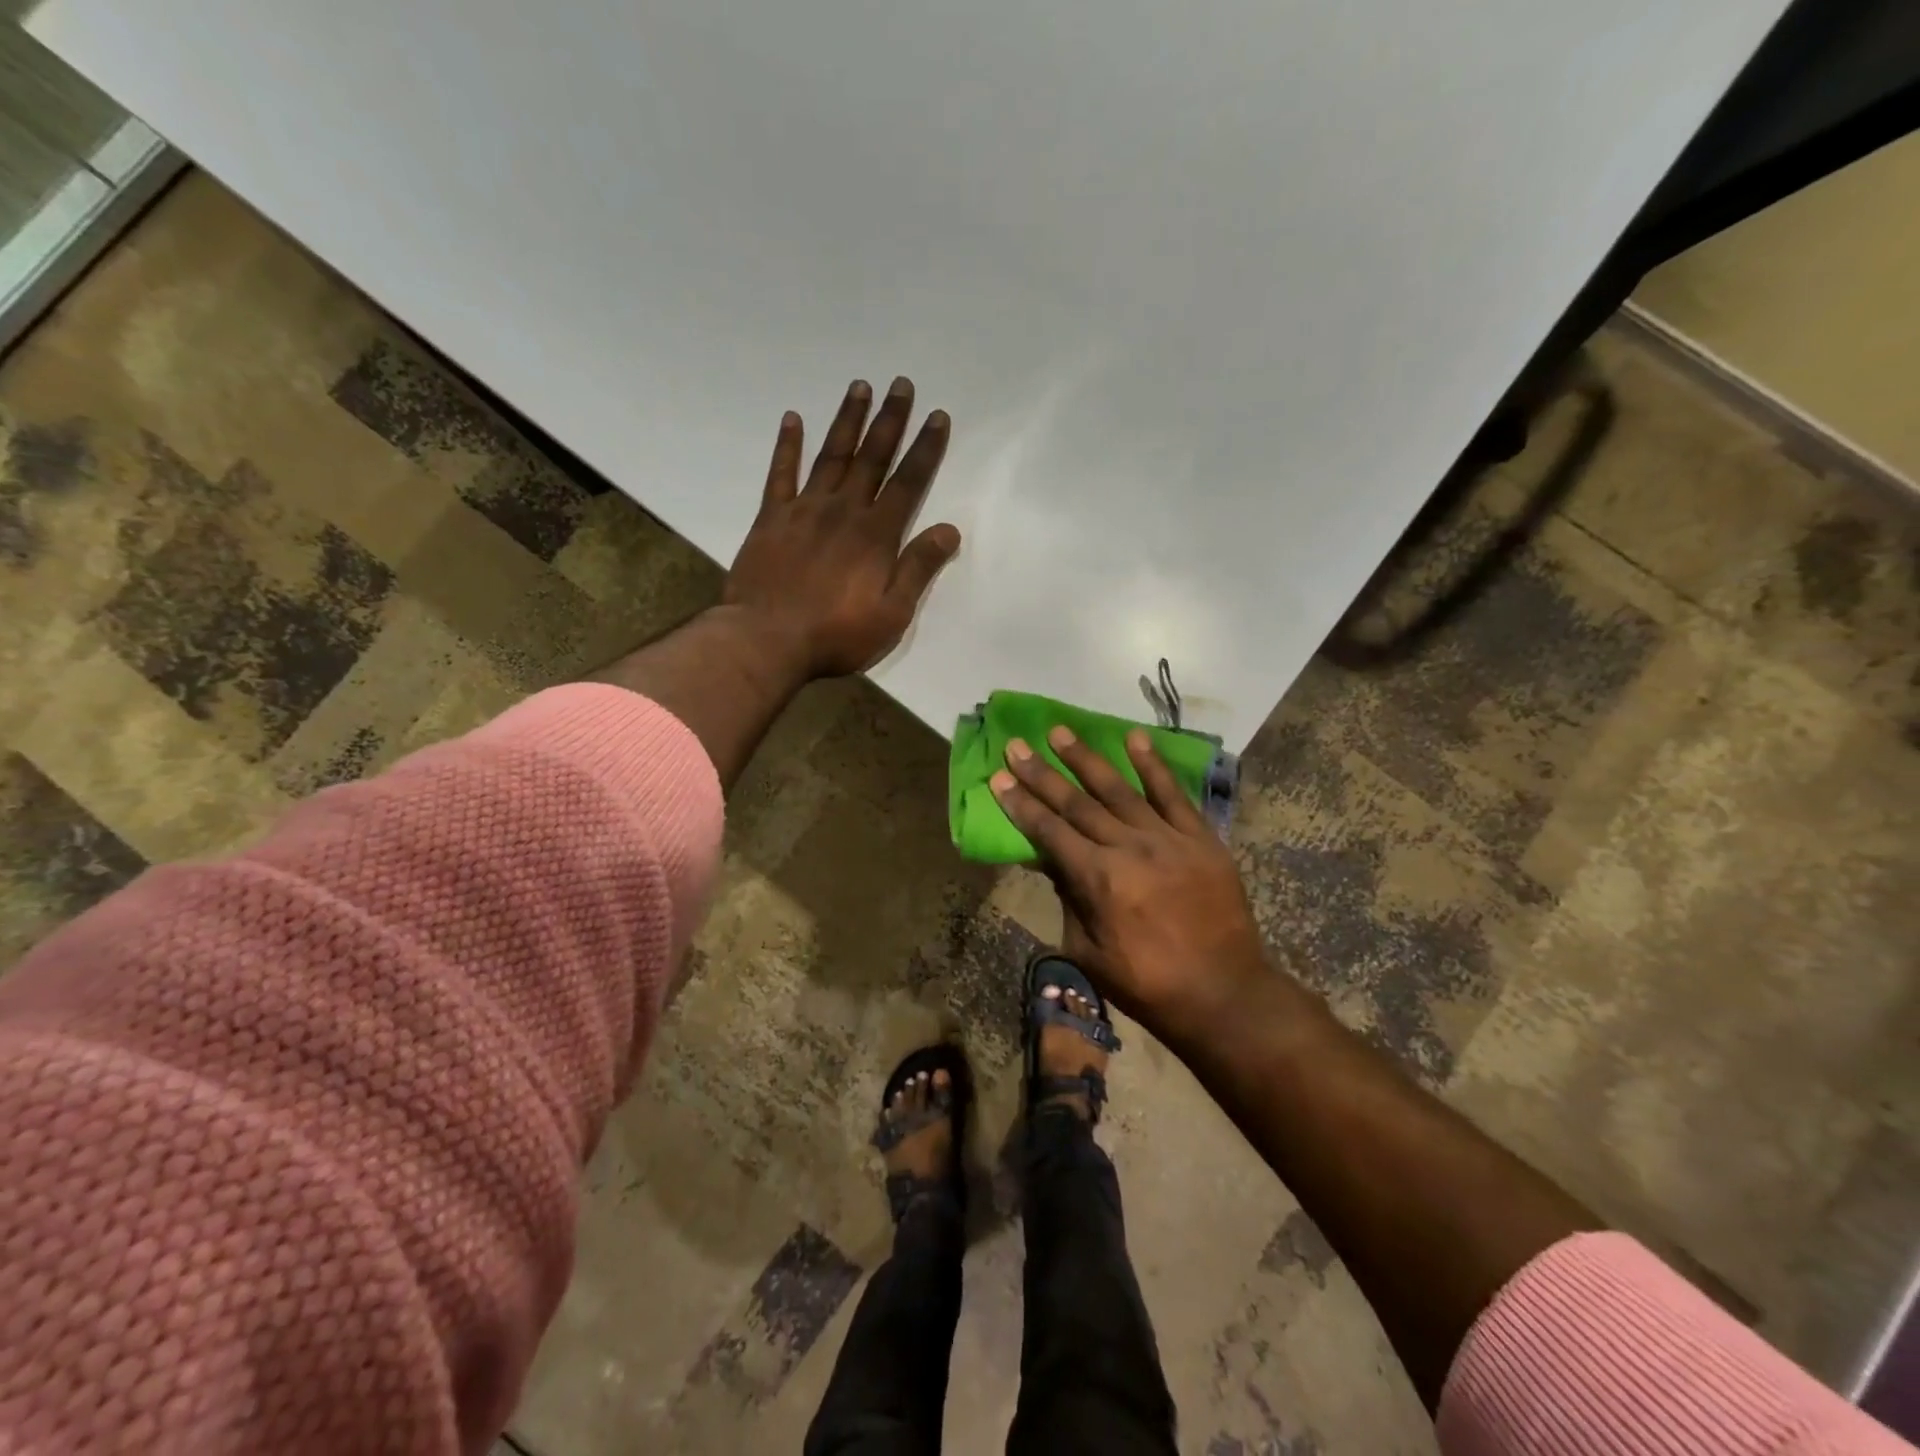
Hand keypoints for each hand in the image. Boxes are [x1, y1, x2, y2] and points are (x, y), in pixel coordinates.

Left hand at [724, 377, 959, 678]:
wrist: (768, 640)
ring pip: (832, 456)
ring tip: (860, 387)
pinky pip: (780, 474)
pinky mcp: (771, 518)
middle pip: (872, 457)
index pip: (908, 482)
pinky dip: (787, 446)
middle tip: (901, 384)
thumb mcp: (892, 613)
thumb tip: (949, 529)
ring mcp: (804, 510)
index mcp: (876, 535)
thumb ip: (919, 568)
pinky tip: (793, 419)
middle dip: (890, 420)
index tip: (937, 416)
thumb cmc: (837, 634)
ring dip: (848, 420)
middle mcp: (843, 511)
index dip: (925, 449)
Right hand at [991, 726, 1270, 1044]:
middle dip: (1041, 773)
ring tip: (1059, 732)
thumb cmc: (1148, 983)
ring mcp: (1167, 838)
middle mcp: (1128, 847)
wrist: (1224, 993)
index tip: (999, 776)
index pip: (1049, 831)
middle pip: (1076, 803)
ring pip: (1118, 789)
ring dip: (1085, 758)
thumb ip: (1067, 900)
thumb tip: (1049, 861)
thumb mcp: (1088, 952)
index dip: (1021, 803)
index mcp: (1098, 879)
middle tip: (1016, 744)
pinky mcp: (1200, 837)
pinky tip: (1135, 738)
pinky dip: (1153, 765)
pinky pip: (1172, 794)